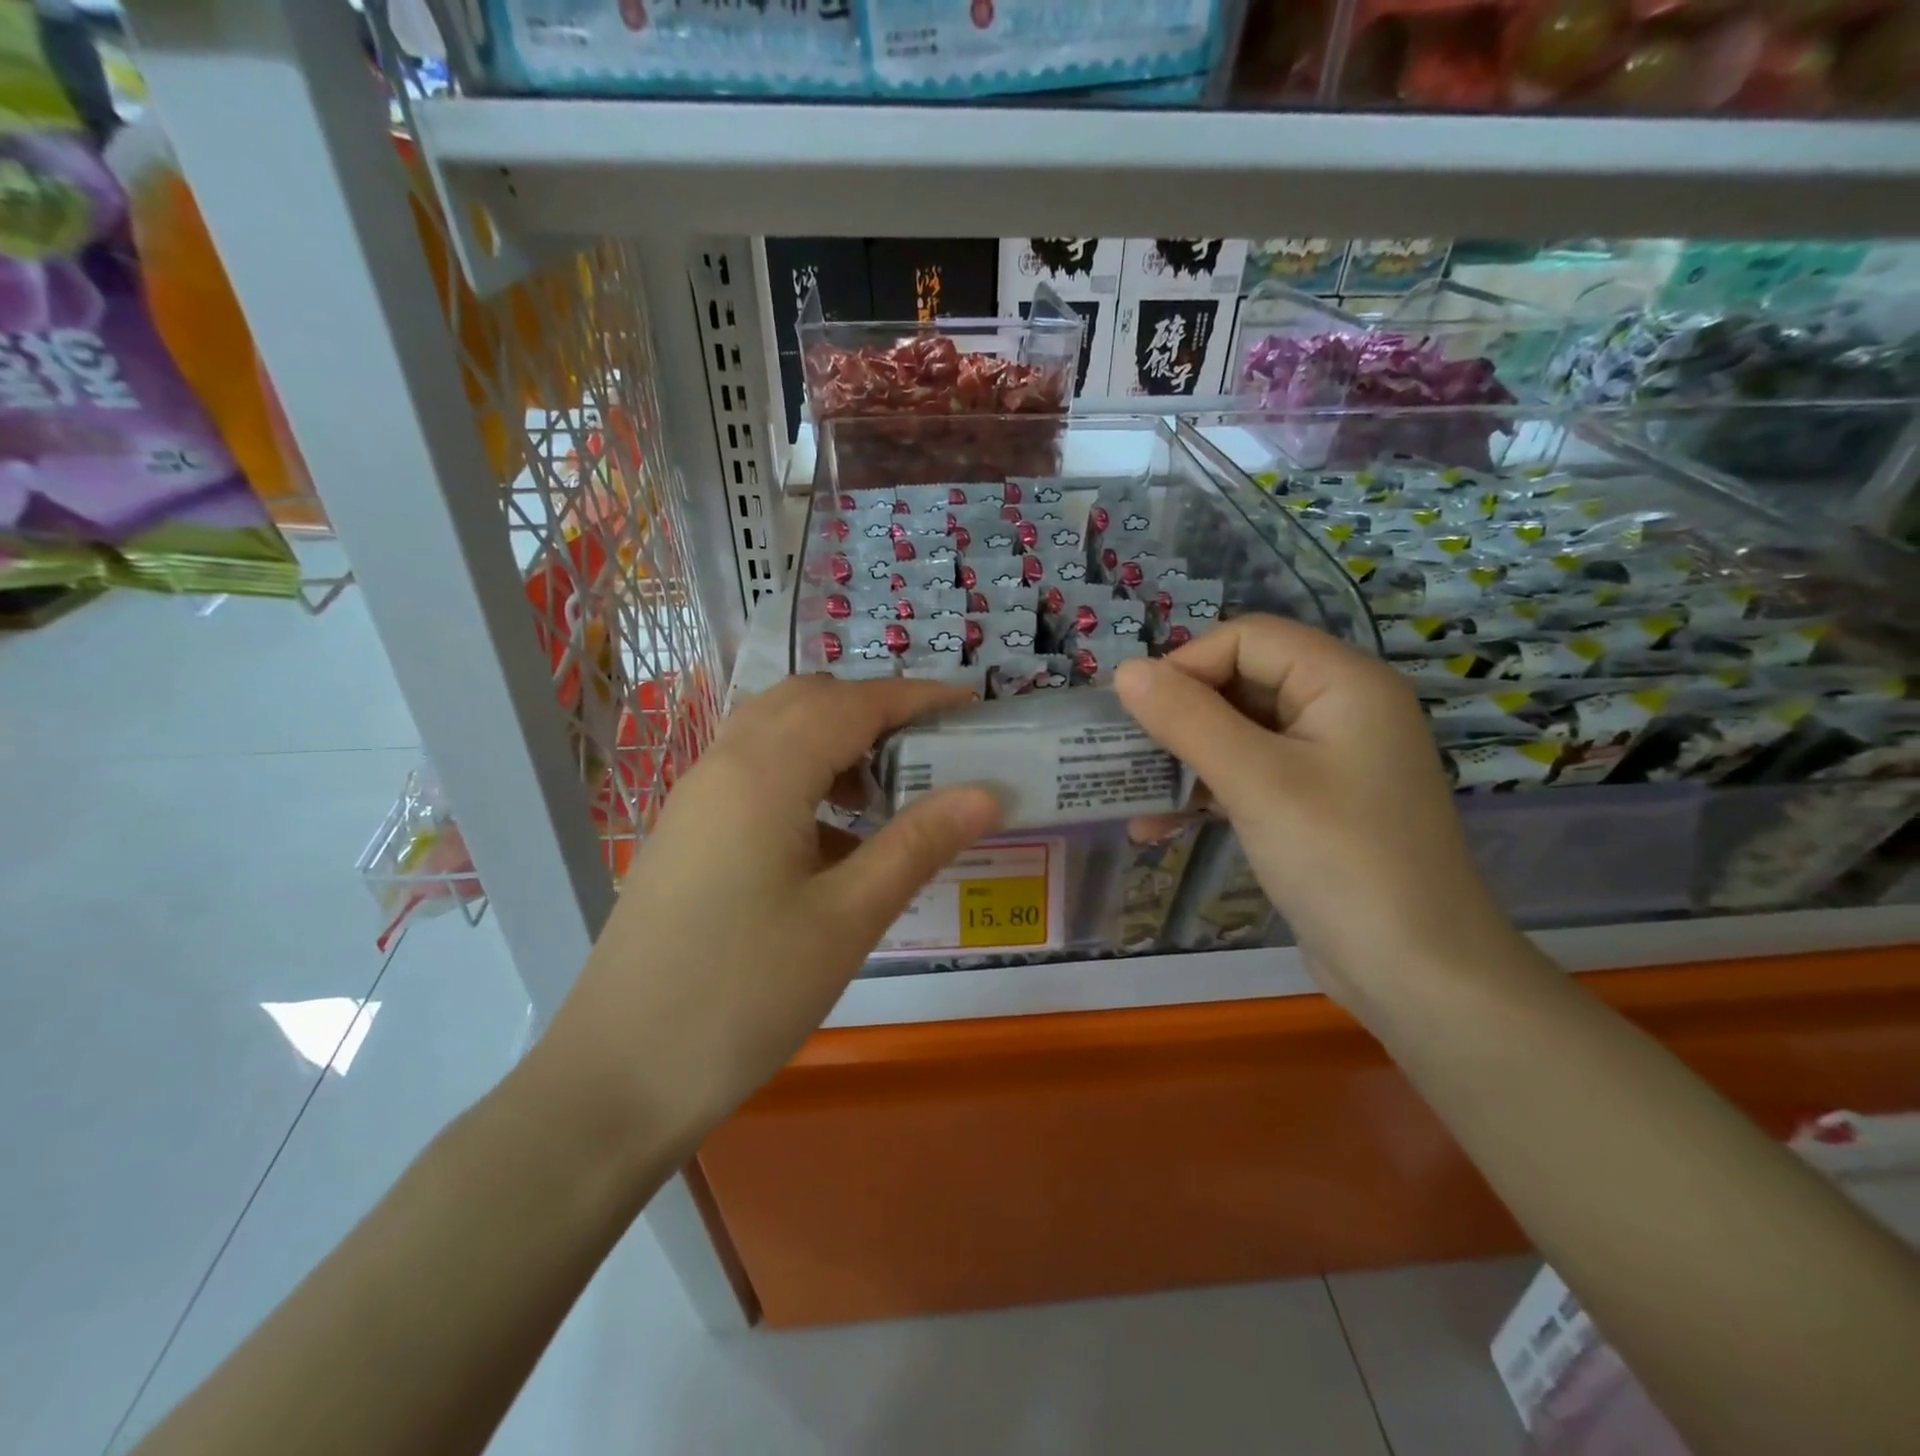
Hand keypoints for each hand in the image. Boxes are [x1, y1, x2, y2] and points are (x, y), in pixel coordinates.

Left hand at [542, 674, 1000, 1149]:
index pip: (853, 703)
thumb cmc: (743, 996)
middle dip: (874, 709)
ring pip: (775, 734)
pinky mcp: (686, 833)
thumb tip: (986, 793)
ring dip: (835, 742)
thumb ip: (917, 845)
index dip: (916, 696)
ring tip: (887, 794)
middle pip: (807, 702)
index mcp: (763, 773)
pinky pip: (753, 775)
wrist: (617, 1078)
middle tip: (930, 748)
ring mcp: (695, 799)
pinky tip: (834, 840)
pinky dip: (803, 777)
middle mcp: (723, 766)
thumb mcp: (846, 920)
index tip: (970, 702)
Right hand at [1114, 615, 1519, 1011]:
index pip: (1246, 639)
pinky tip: (1158, 826)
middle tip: (1124, 754)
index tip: (1135, 713)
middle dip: (1177, 717)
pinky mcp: (1312, 804)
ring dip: (1182, 760)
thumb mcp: (1256, 782)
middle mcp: (1339, 709)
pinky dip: (1204, 792)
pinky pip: (1247, 776)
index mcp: (1343, 682)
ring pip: (1236, 733)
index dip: (1186, 665)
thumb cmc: (1341, 861)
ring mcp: (1328, 759)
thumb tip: (1125, 671)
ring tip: (1132, 797)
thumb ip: (1187, 719)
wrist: (1417, 976)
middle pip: (1239, 682)